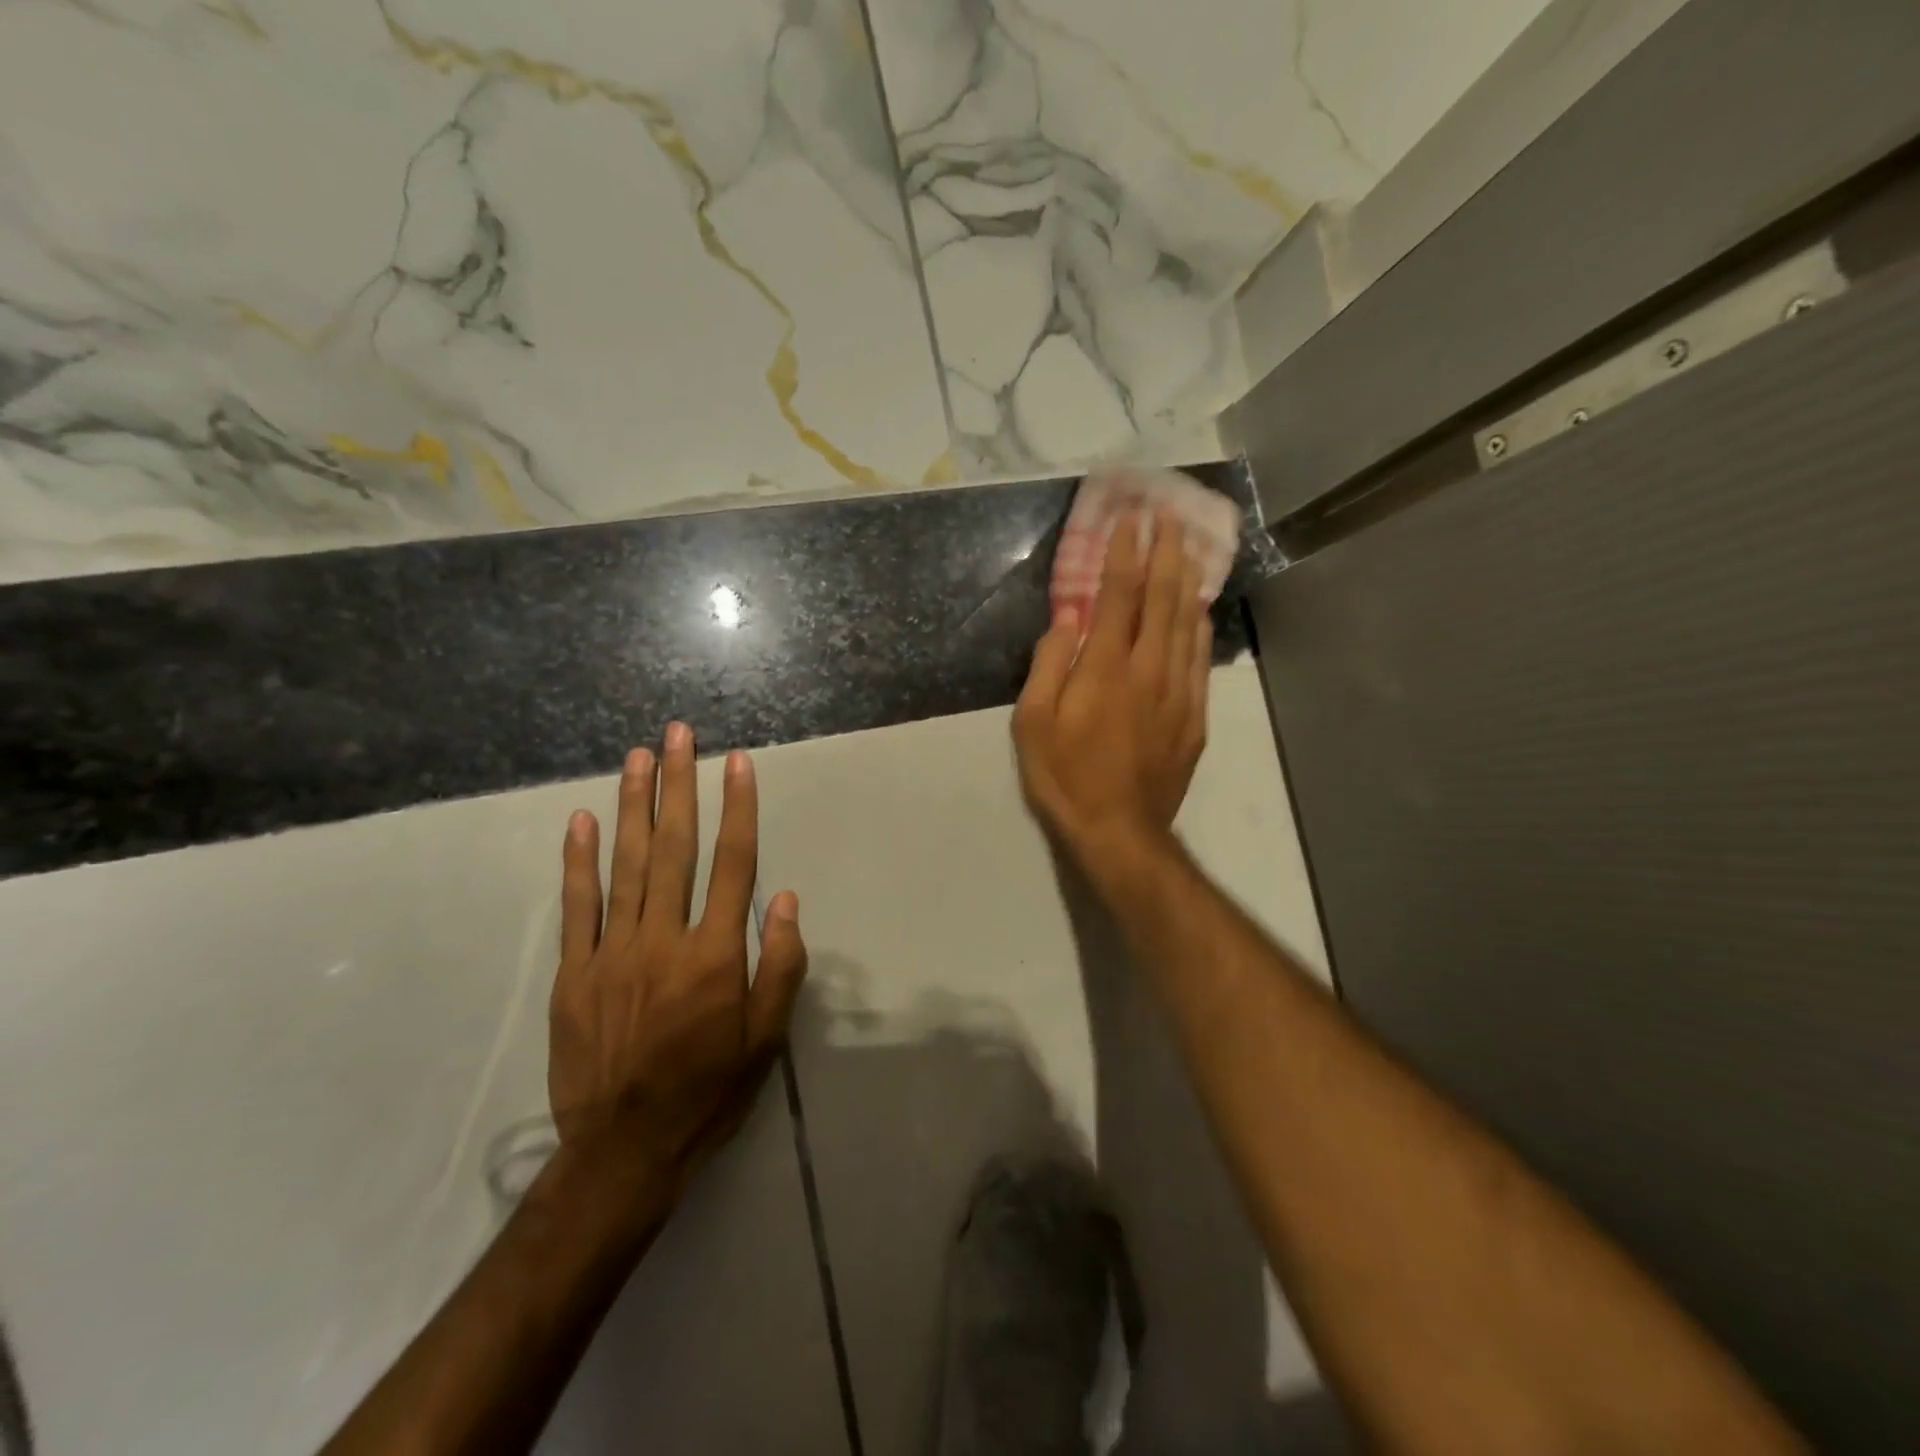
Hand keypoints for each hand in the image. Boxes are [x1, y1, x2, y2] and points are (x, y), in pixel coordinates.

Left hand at [549, 722, 807, 1201]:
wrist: (625, 1151)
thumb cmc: (709, 1091)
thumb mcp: (767, 1039)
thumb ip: (780, 965)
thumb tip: (784, 899)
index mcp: (715, 955)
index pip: (734, 864)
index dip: (738, 809)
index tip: (737, 763)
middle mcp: (664, 939)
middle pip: (675, 848)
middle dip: (679, 785)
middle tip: (678, 734)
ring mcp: (612, 953)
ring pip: (626, 864)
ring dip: (634, 806)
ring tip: (638, 757)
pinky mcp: (574, 973)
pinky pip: (576, 907)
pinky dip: (579, 861)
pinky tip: (582, 820)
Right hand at [1014, 512, 1210, 872]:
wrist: (1119, 832)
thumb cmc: (1065, 778)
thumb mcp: (1032, 725)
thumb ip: (1049, 665)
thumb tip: (1066, 618)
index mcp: (1105, 668)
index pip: (1118, 596)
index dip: (1125, 554)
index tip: (1130, 520)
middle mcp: (1147, 670)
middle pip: (1161, 600)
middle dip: (1166, 553)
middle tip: (1171, 516)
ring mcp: (1176, 693)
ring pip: (1186, 625)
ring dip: (1187, 581)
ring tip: (1190, 547)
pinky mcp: (1193, 717)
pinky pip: (1200, 661)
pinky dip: (1200, 628)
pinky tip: (1200, 610)